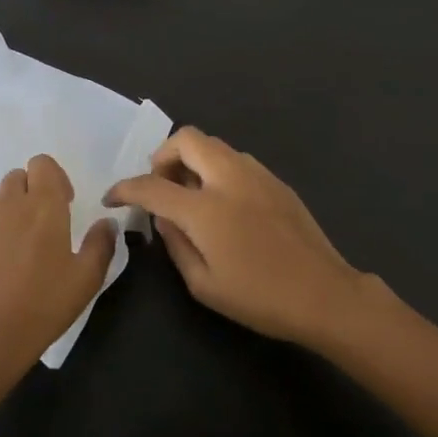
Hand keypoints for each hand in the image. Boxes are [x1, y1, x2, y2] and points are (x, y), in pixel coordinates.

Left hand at [0, 155, 116, 384]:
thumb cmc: (43, 304)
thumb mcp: (86, 279)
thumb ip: (101, 243)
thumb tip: (106, 223)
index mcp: (43, 205)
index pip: (42, 163)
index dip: (54, 178)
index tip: (63, 205)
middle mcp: (9, 204)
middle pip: (18, 177)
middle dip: (31, 191)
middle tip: (42, 225)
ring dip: (10, 211)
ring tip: (20, 248)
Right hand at [105, 128, 368, 345]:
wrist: (324, 294)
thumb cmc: (260, 297)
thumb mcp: (203, 284)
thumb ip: (175, 244)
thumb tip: (164, 218)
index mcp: (206, 208)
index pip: (152, 185)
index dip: (126, 189)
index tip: (114, 197)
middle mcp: (228, 178)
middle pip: (186, 139)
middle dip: (163, 155)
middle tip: (161, 185)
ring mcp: (256, 173)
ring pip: (213, 144)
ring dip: (192, 160)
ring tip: (191, 195)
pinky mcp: (275, 179)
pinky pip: (235, 159)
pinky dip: (216, 168)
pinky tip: (223, 202)